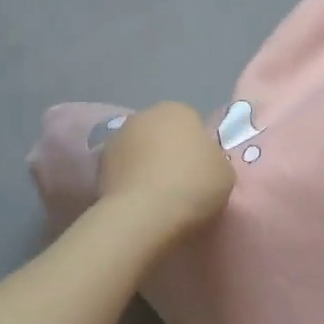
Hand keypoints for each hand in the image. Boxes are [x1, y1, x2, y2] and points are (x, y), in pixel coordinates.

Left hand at [99, 101, 235, 238]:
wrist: (145, 214)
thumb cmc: (193, 185)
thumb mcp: (224, 172)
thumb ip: (212, 160)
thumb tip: (200, 163)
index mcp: (177, 110)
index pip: (191, 123)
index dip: (197, 148)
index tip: (201, 172)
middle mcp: (143, 116)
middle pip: (160, 133)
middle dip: (167, 152)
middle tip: (180, 184)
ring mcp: (117, 139)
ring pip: (138, 151)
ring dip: (144, 166)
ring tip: (157, 198)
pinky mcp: (98, 166)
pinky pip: (122, 171)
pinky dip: (129, 182)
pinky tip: (139, 204)